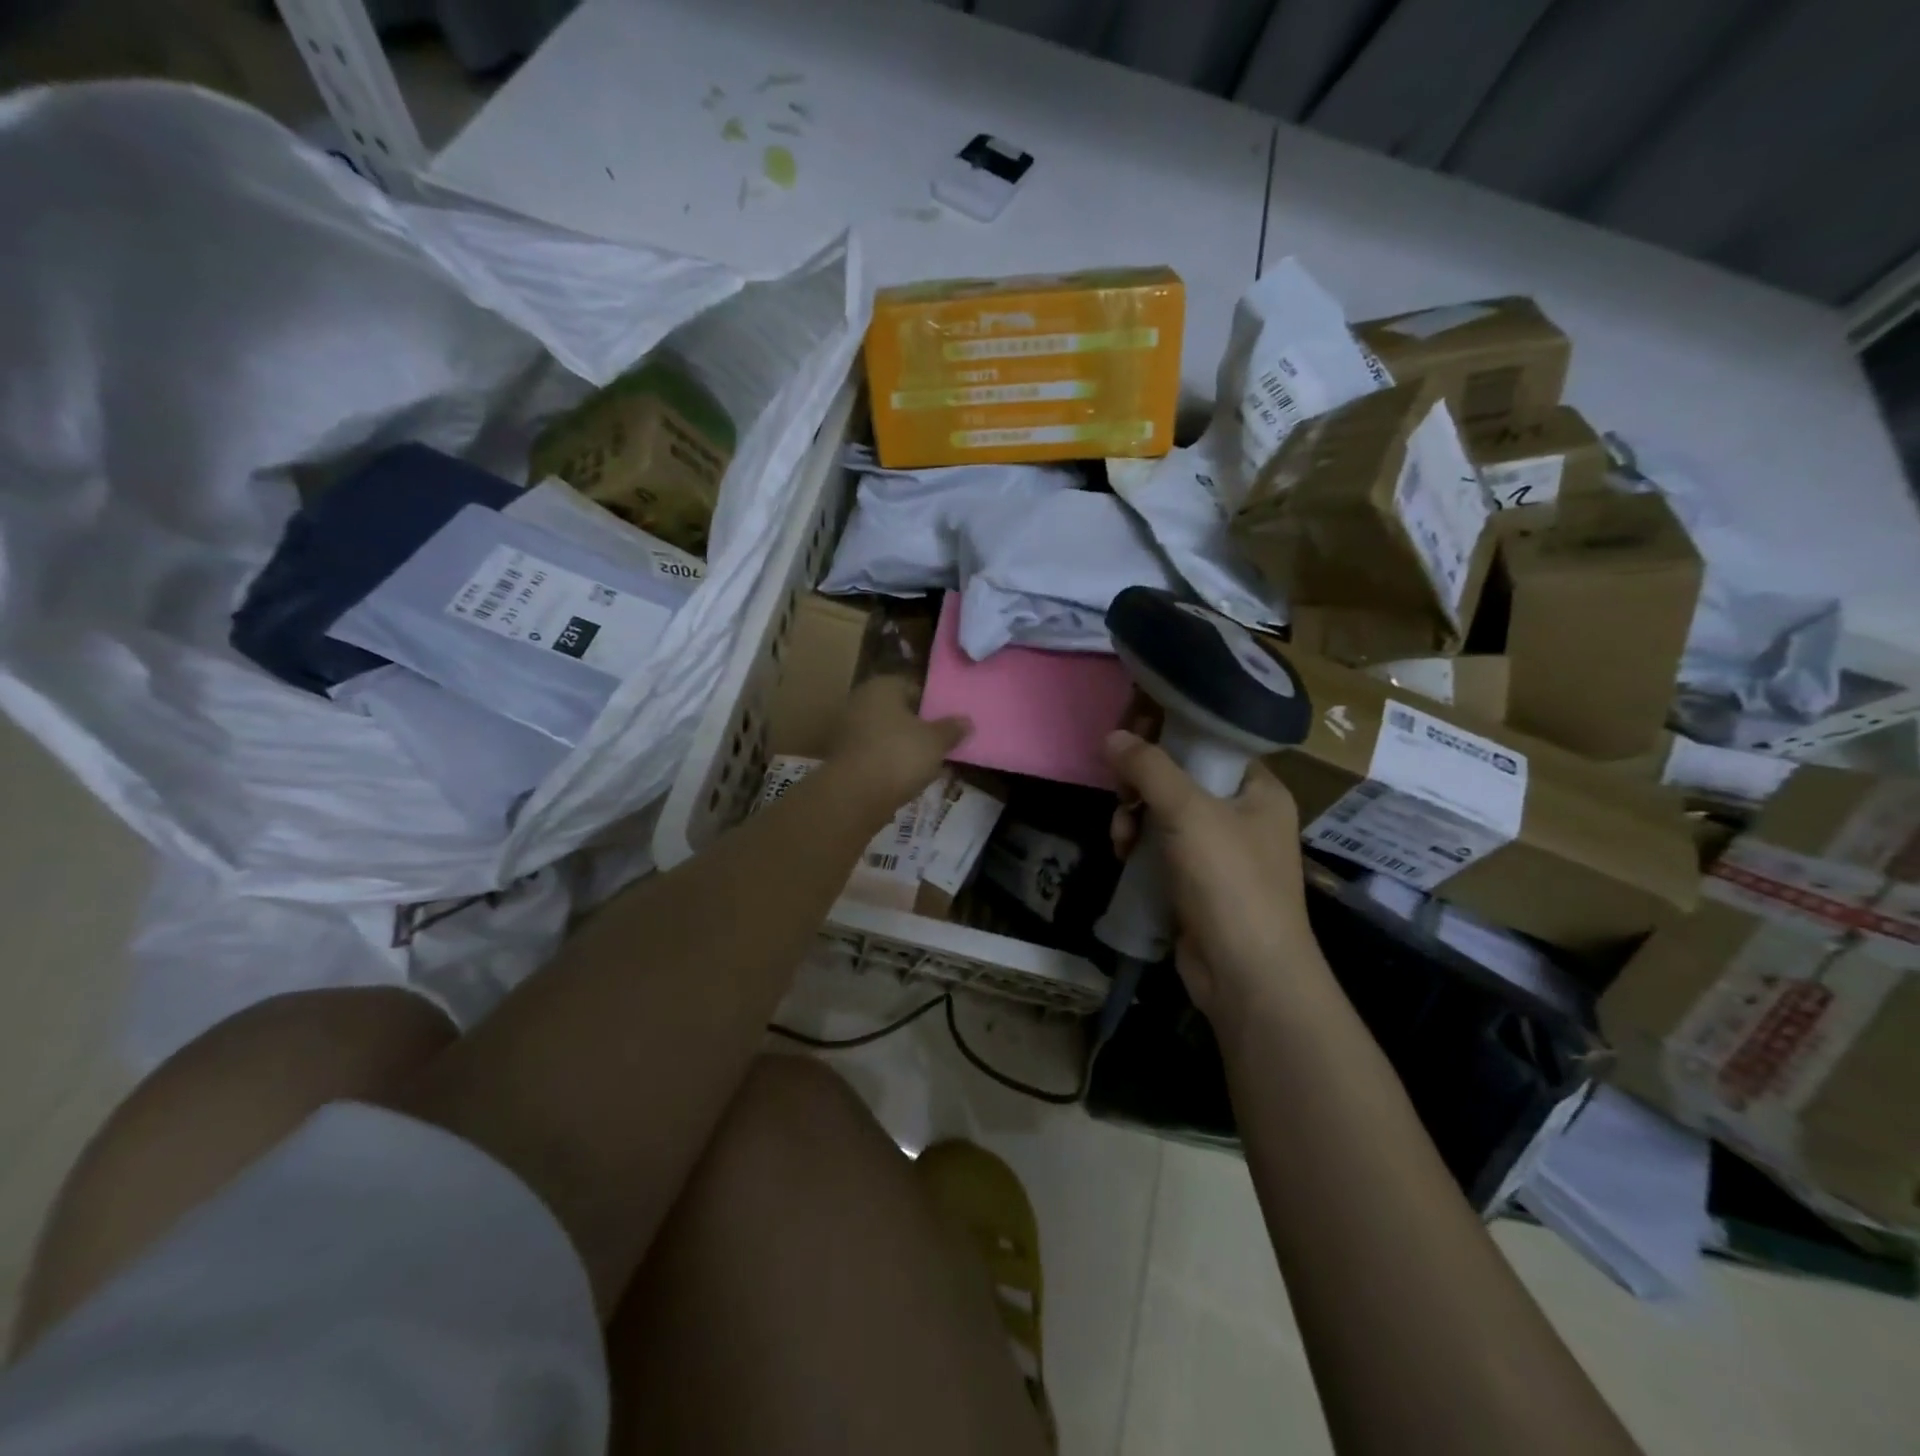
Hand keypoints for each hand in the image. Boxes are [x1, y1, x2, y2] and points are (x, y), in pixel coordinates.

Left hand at [827, 677, 970, 815]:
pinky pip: (874, 754)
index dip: (934, 705)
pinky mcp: (842, 757)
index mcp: (883, 686)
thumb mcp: (936, 742)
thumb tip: (966, 721)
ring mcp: (847, 729)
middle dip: (918, 727)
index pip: (914, 688)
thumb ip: (952, 729)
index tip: (949, 723)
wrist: (855, 794)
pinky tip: (905, 777)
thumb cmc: (900, 755)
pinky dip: (889, 762)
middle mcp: (860, 700)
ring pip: (886, 734)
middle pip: (898, 712)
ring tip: (927, 764)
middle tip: (940, 744)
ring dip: (903, 746)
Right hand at [1106, 730, 1318, 1019]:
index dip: (1168, 732)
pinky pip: (1160, 847)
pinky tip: (1123, 857)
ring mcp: (1220, 851)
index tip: (1128, 734)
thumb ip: (1149, 768)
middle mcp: (1243, 815)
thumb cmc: (1230, 882)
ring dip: (1134, 818)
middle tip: (1121, 794)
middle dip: (1142, 784)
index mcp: (1258, 790)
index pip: (1210, 741)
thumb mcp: (1188, 813)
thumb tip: (1111, 736)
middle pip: (1180, 777)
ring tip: (1120, 838)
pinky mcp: (1197, 882)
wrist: (1247, 977)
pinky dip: (1139, 847)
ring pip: (1163, 813)